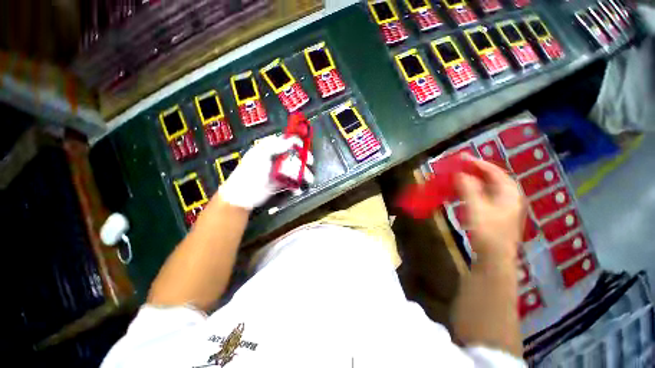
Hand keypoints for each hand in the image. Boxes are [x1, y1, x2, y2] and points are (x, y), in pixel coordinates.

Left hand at [218, 135, 313, 209]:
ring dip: (302, 174)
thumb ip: (275, 146)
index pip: (286, 142)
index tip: (304, 145)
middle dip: (303, 160)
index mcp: (270, 150)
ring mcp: (279, 172)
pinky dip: (297, 186)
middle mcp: (276, 159)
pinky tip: (297, 189)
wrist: (243, 195)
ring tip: (308, 179)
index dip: (296, 142)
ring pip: (295, 170)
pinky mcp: (281, 183)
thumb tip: (290, 140)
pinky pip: (292, 182)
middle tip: (309, 162)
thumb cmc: (249, 172)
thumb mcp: (260, 155)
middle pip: (294, 156)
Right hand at [456, 158, 525, 261]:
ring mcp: (505, 205)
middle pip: (493, 177)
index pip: (494, 171)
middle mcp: (510, 196)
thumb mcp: (476, 207)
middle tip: (459, 166)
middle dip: (475, 170)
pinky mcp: (498, 213)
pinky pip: (485, 195)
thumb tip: (460, 173)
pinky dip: (474, 190)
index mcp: (509, 192)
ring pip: (489, 186)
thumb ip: (468, 188)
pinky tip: (464, 192)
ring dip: (473, 180)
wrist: (495, 256)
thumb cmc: (487, 231)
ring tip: (459, 176)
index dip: (477, 163)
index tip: (461, 158)